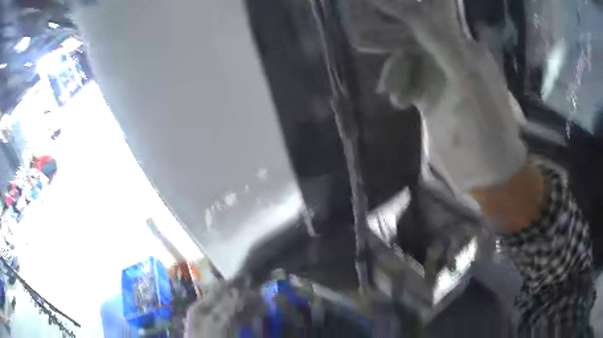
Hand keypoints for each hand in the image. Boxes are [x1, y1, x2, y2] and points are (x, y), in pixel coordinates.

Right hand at [375, 0, 526, 190]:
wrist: (486, 172)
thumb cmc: (482, 130)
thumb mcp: (465, 80)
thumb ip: (441, 41)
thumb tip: (414, 10)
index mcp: (465, 49)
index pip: (430, 16)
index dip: (403, 8)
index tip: (374, 5)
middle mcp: (453, 56)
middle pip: (415, 35)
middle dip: (395, 43)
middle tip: (373, 49)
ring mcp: (441, 76)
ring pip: (408, 57)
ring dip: (396, 71)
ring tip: (394, 97)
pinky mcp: (431, 94)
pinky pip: (407, 78)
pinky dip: (399, 84)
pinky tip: (397, 101)